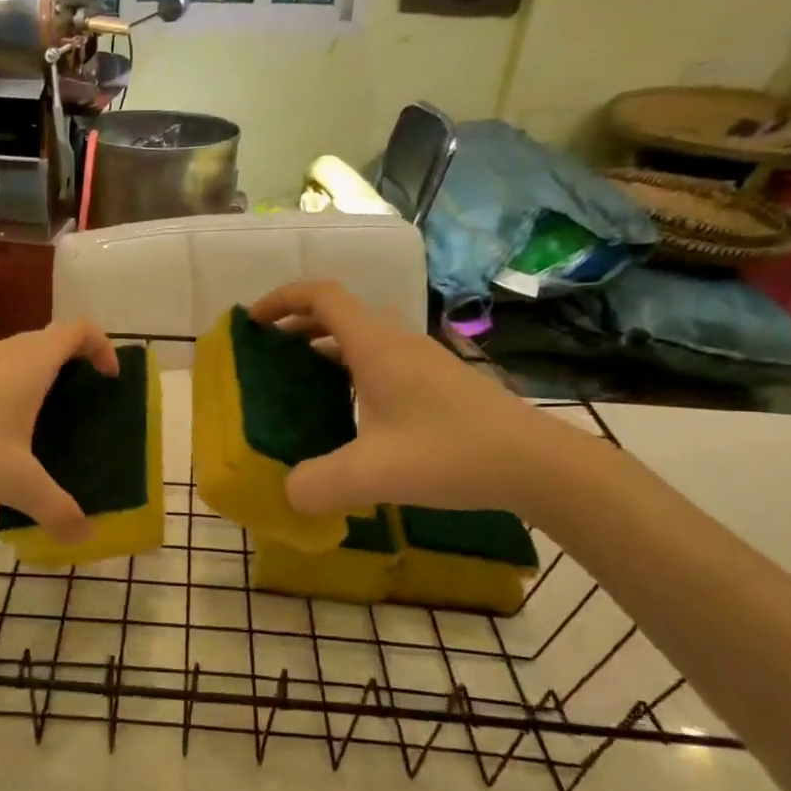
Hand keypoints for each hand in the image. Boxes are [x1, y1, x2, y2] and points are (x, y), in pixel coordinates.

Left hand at [0, 320, 117, 543]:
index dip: (102, 346)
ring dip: (36, 376)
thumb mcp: (17, 483)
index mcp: (31, 363)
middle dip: (72, 365)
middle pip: (49, 340)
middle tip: (80, 404)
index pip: (78, 330)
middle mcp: (4, 351)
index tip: (108, 378)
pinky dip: (5, 387)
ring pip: (16, 355)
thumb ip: (56, 509)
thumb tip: (85, 536)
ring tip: (39, 420)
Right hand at [248, 281, 583, 519]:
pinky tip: (353, 411)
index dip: (282, 299)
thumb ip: (317, 484)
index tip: (253, 321)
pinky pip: (383, 359)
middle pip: (340, 313)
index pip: (321, 296)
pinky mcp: (441, 382)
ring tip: (302, 380)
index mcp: (376, 347)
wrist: (536, 464)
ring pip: (364, 336)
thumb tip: (287, 493)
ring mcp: (424, 361)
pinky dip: (353, 368)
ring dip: (327, 347)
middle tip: (270, 353)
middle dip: (298, 324)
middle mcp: (398, 343)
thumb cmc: (450, 454)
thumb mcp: (372, 475)